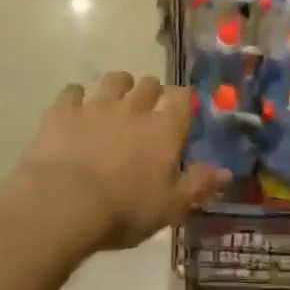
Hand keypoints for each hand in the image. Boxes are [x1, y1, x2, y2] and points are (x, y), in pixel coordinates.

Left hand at [18, 73, 226, 251]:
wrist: (63, 205)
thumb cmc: (124, 210)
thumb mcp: (170, 207)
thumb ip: (199, 185)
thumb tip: (226, 172)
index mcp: (164, 128)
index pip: (182, 96)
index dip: (182, 99)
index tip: (180, 111)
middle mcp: (134, 107)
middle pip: (149, 83)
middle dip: (151, 93)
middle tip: (147, 112)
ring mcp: (96, 105)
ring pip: (114, 79)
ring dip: (118, 87)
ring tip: (114, 103)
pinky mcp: (63, 112)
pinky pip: (72, 91)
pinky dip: (76, 98)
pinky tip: (75, 111)